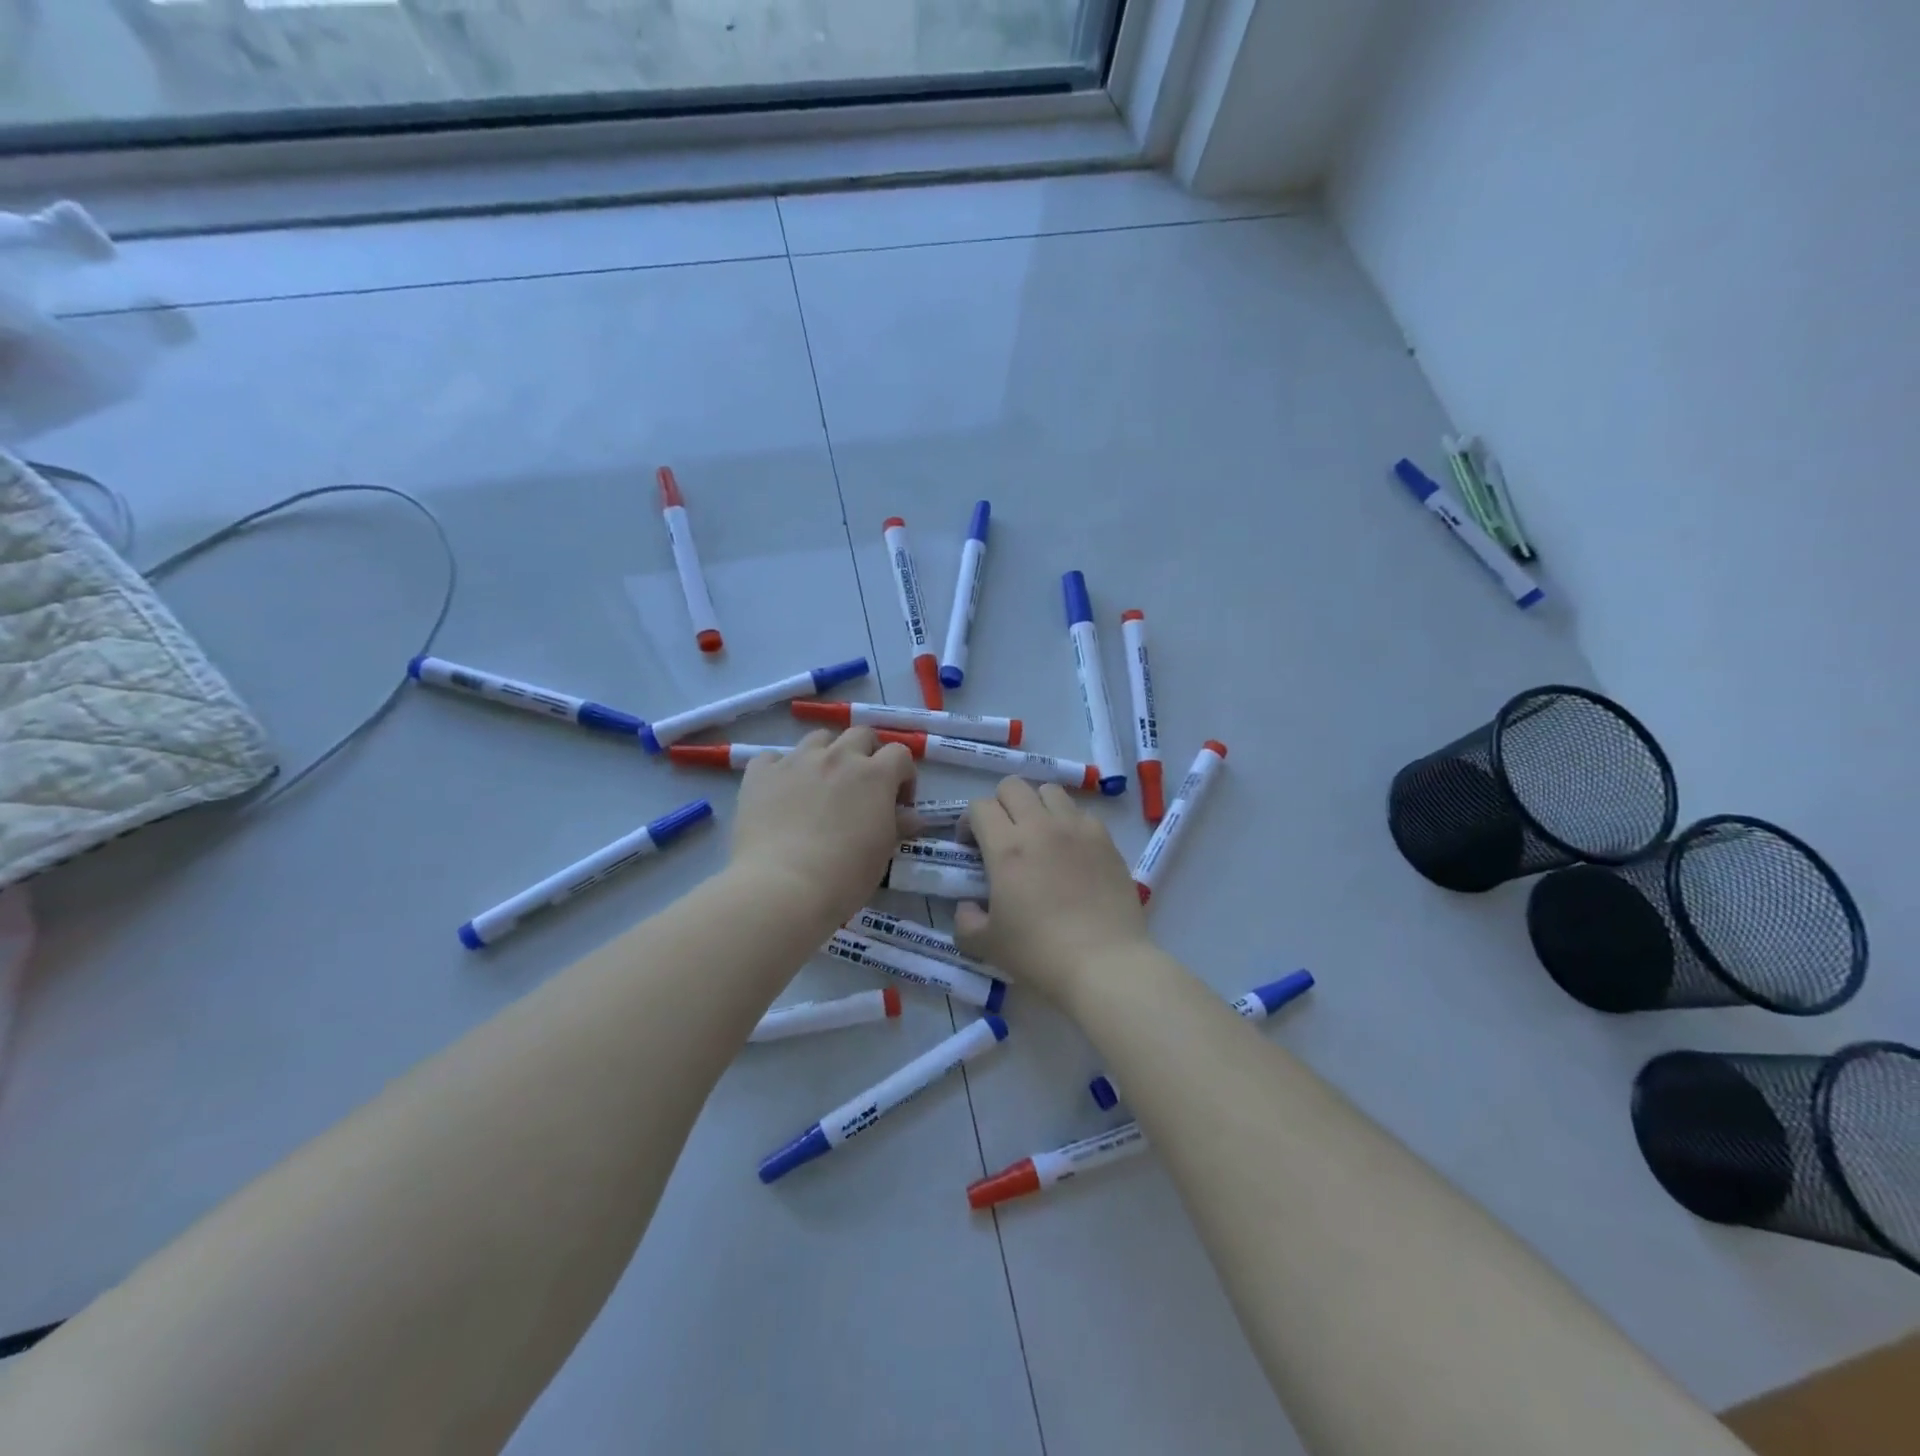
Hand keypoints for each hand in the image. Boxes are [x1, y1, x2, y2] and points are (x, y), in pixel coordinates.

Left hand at [729, 729, 915, 929]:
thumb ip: (898, 826)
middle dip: (867, 753)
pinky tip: (780, 793)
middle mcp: (837, 758)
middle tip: (862, 786)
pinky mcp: (761, 774)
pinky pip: (772, 758)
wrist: (782, 887)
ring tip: (821, 785)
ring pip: (818, 739)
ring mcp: (796, 761)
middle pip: (860, 735)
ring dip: (827, 754)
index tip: (898, 803)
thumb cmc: (844, 876)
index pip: (900, 754)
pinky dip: (781, 770)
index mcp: (874, 775)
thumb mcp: (882, 854)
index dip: (904, 775)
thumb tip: (912, 817)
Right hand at [954, 779, 1151, 1005]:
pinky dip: (1069, 823)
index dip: (968, 822)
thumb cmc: (1039, 954)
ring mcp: (1077, 828)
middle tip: (1002, 836)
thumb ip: (965, 920)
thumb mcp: (986, 945)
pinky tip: (1071, 852)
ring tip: (1039, 836)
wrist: (1104, 963)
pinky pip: (1081, 813)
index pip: (979, 806)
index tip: (970, 847)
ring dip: (1036, 806)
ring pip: (1049, 791)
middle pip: (1012, 786)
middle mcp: (1040, 826)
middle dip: (1000, 805)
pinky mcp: (1106, 839)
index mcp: (1006, 847)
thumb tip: (967, 906)